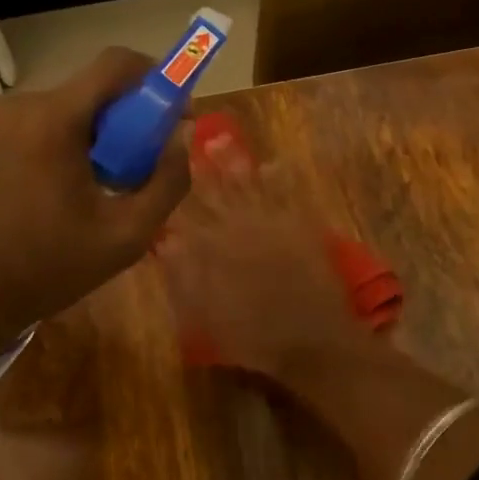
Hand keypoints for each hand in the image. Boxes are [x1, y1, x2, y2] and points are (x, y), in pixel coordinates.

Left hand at [0, 49, 190, 351]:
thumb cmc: (46, 268)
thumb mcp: (126, 235)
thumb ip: (167, 181)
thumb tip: (181, 137)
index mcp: (53, 119)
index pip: (116, 63)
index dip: (157, 78)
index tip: (176, 115)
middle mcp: (21, 107)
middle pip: (94, 90)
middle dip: (130, 119)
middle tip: (144, 166)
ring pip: (68, 110)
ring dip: (99, 136)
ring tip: (107, 187)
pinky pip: (41, 127)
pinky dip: (68, 145)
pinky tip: (69, 193)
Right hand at [156, 140, 375, 377]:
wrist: (313, 340)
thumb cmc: (256, 337)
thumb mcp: (208, 315)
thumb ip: (185, 276)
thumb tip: (168, 243)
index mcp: (214, 250)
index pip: (189, 215)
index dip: (176, 191)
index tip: (165, 169)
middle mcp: (241, 229)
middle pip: (218, 193)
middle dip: (205, 167)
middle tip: (193, 139)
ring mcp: (274, 225)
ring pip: (250, 187)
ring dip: (235, 164)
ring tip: (223, 140)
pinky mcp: (302, 228)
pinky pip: (288, 195)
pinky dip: (280, 179)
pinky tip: (274, 164)